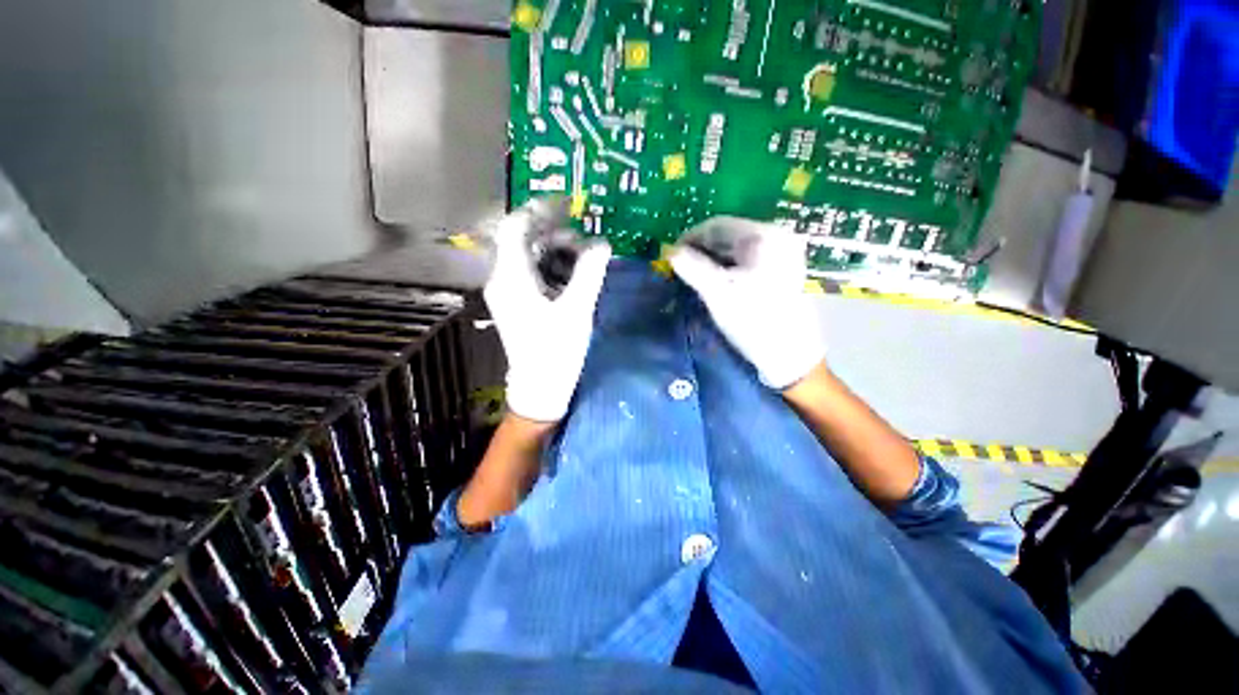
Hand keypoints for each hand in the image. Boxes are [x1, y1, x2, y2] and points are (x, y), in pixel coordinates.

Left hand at [484, 200, 611, 421]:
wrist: (540, 389)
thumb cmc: (556, 352)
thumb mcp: (577, 310)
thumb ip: (590, 273)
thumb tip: (603, 244)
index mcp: (511, 278)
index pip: (515, 228)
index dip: (540, 211)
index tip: (568, 207)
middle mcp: (504, 280)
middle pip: (525, 242)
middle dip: (556, 237)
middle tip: (587, 243)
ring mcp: (510, 293)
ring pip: (532, 259)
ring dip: (558, 254)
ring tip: (586, 261)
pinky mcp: (519, 304)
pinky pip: (534, 275)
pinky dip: (555, 270)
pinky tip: (575, 278)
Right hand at [670, 217, 824, 389]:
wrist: (790, 354)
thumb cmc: (753, 320)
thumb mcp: (717, 293)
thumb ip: (692, 268)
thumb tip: (670, 251)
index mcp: (764, 235)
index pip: (717, 225)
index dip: (690, 238)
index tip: (671, 257)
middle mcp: (776, 237)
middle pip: (728, 236)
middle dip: (701, 250)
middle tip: (680, 270)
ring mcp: (782, 254)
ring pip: (736, 250)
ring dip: (712, 261)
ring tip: (693, 278)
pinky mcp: (781, 270)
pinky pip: (746, 261)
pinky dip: (727, 269)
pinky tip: (714, 282)